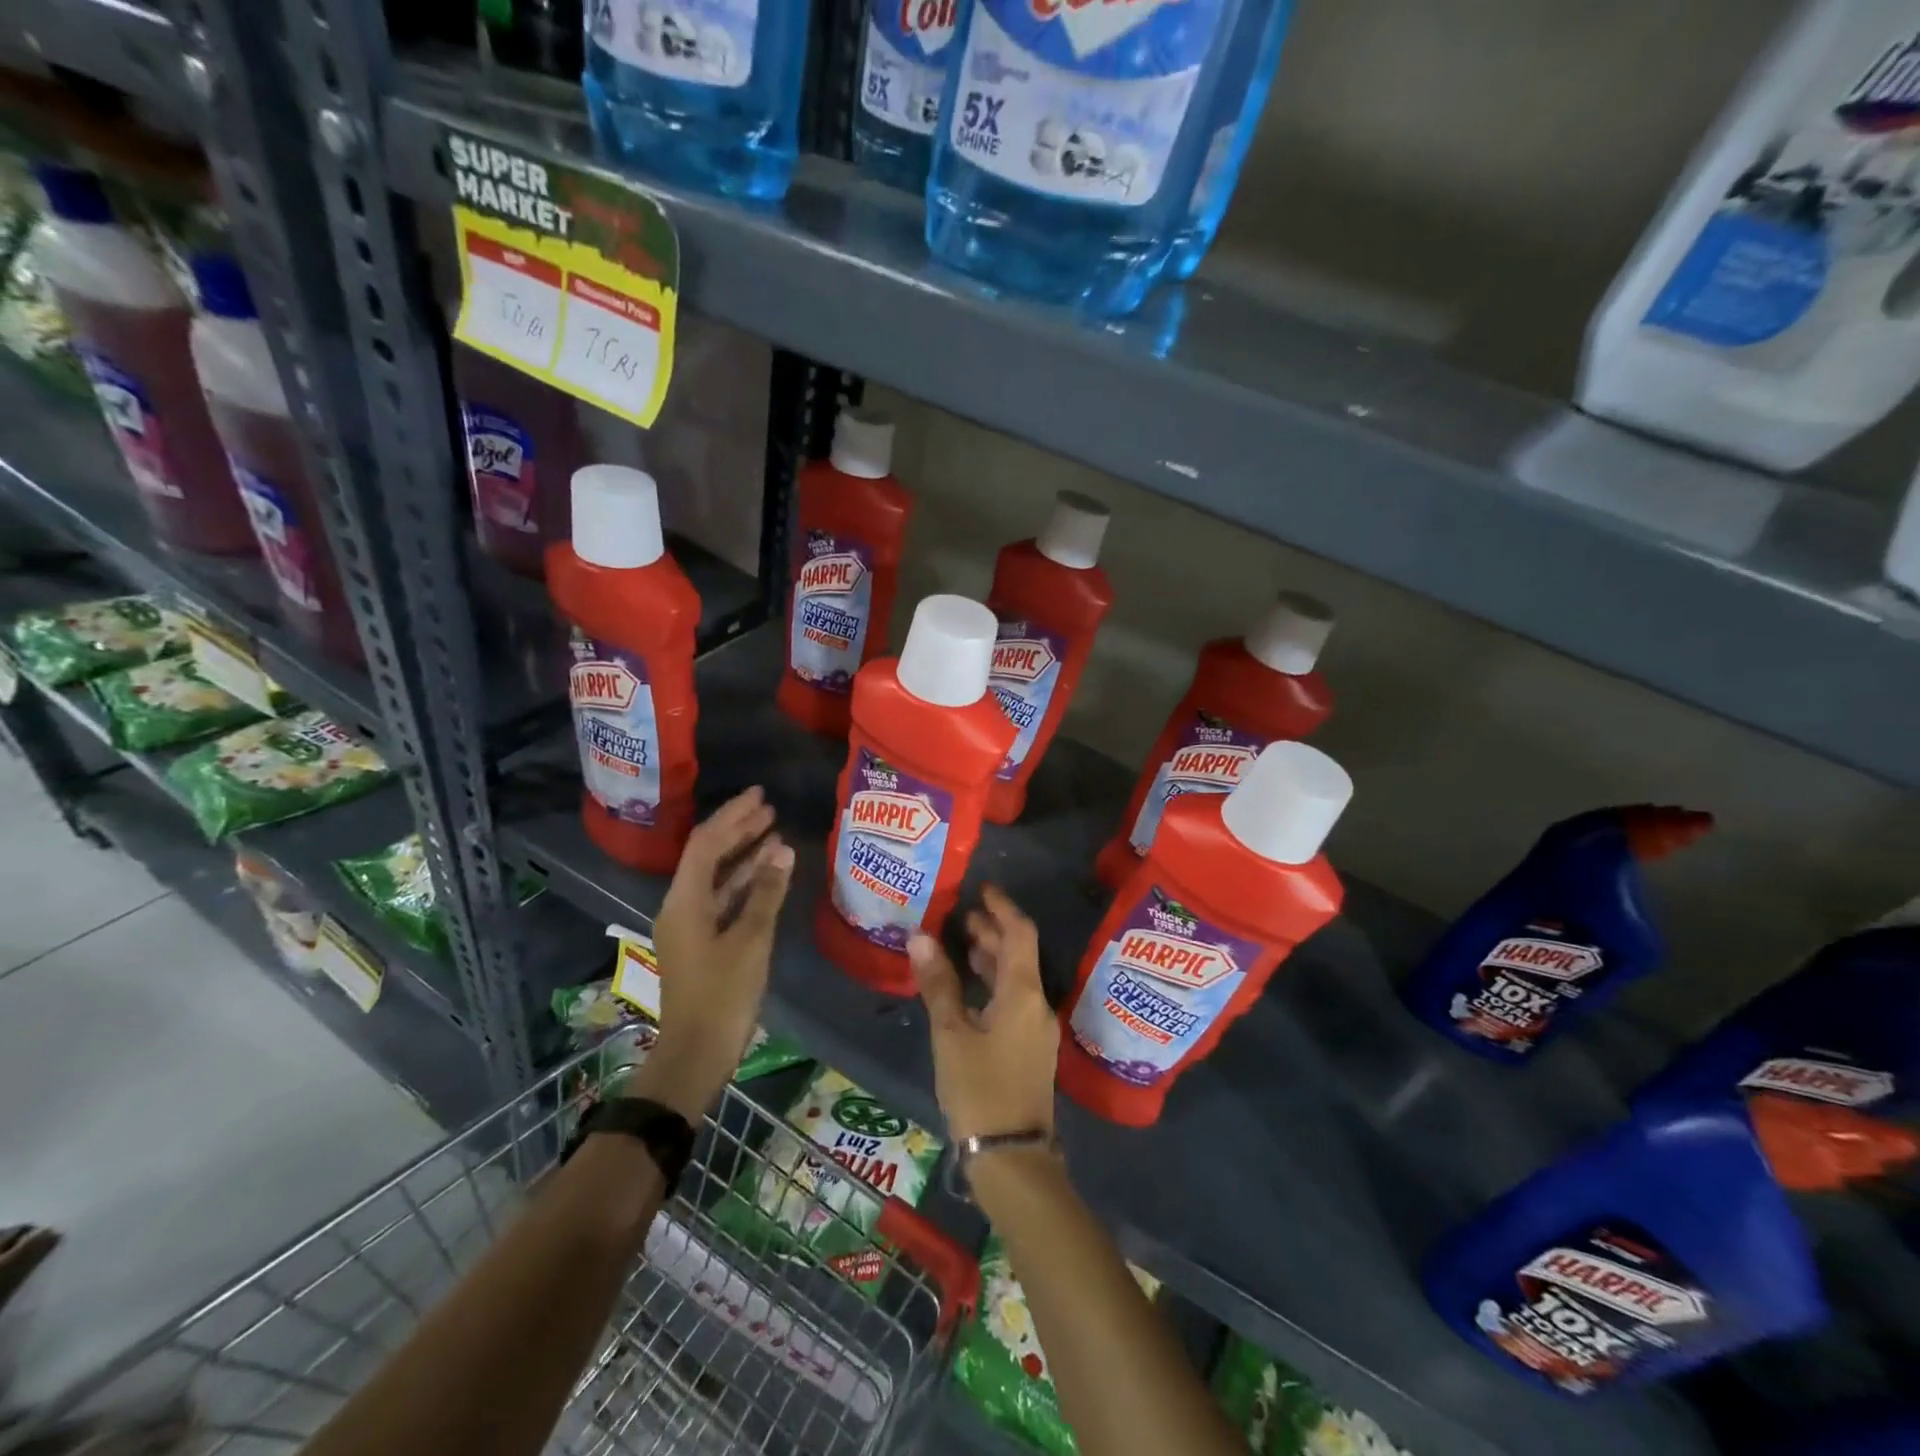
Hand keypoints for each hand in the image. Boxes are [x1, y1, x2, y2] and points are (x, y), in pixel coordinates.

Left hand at [629, 788, 794, 1120]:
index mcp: (685, 902)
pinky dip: (744, 882)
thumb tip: (782, 848)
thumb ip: (767, 892)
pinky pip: (722, 898)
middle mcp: (681, 906)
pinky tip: (768, 873)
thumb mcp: (751, 940)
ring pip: (716, 877)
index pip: (706, 844)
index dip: (732, 816)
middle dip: (737, 830)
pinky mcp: (702, 942)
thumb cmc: (724, 995)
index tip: (760, 796)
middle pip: (707, 856)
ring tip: (774, 833)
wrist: (697, 1053)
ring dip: (743, 854)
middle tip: (769, 808)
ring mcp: (690, 925)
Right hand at [909, 885, 1057, 1143]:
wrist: (1013, 1159)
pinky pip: (1014, 1001)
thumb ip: (938, 985)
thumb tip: (919, 937)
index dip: (1001, 907)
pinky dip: (994, 984)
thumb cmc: (980, 1090)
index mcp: (1023, 994)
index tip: (981, 889)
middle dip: (992, 932)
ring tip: (961, 945)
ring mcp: (1036, 1030)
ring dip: (992, 958)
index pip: (1019, 933)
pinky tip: (970, 989)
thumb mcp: (952, 1035)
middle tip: (961, 916)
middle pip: (1019, 954)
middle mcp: (1037, 1005)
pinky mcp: (1030, 1050)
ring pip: (1017, 979)